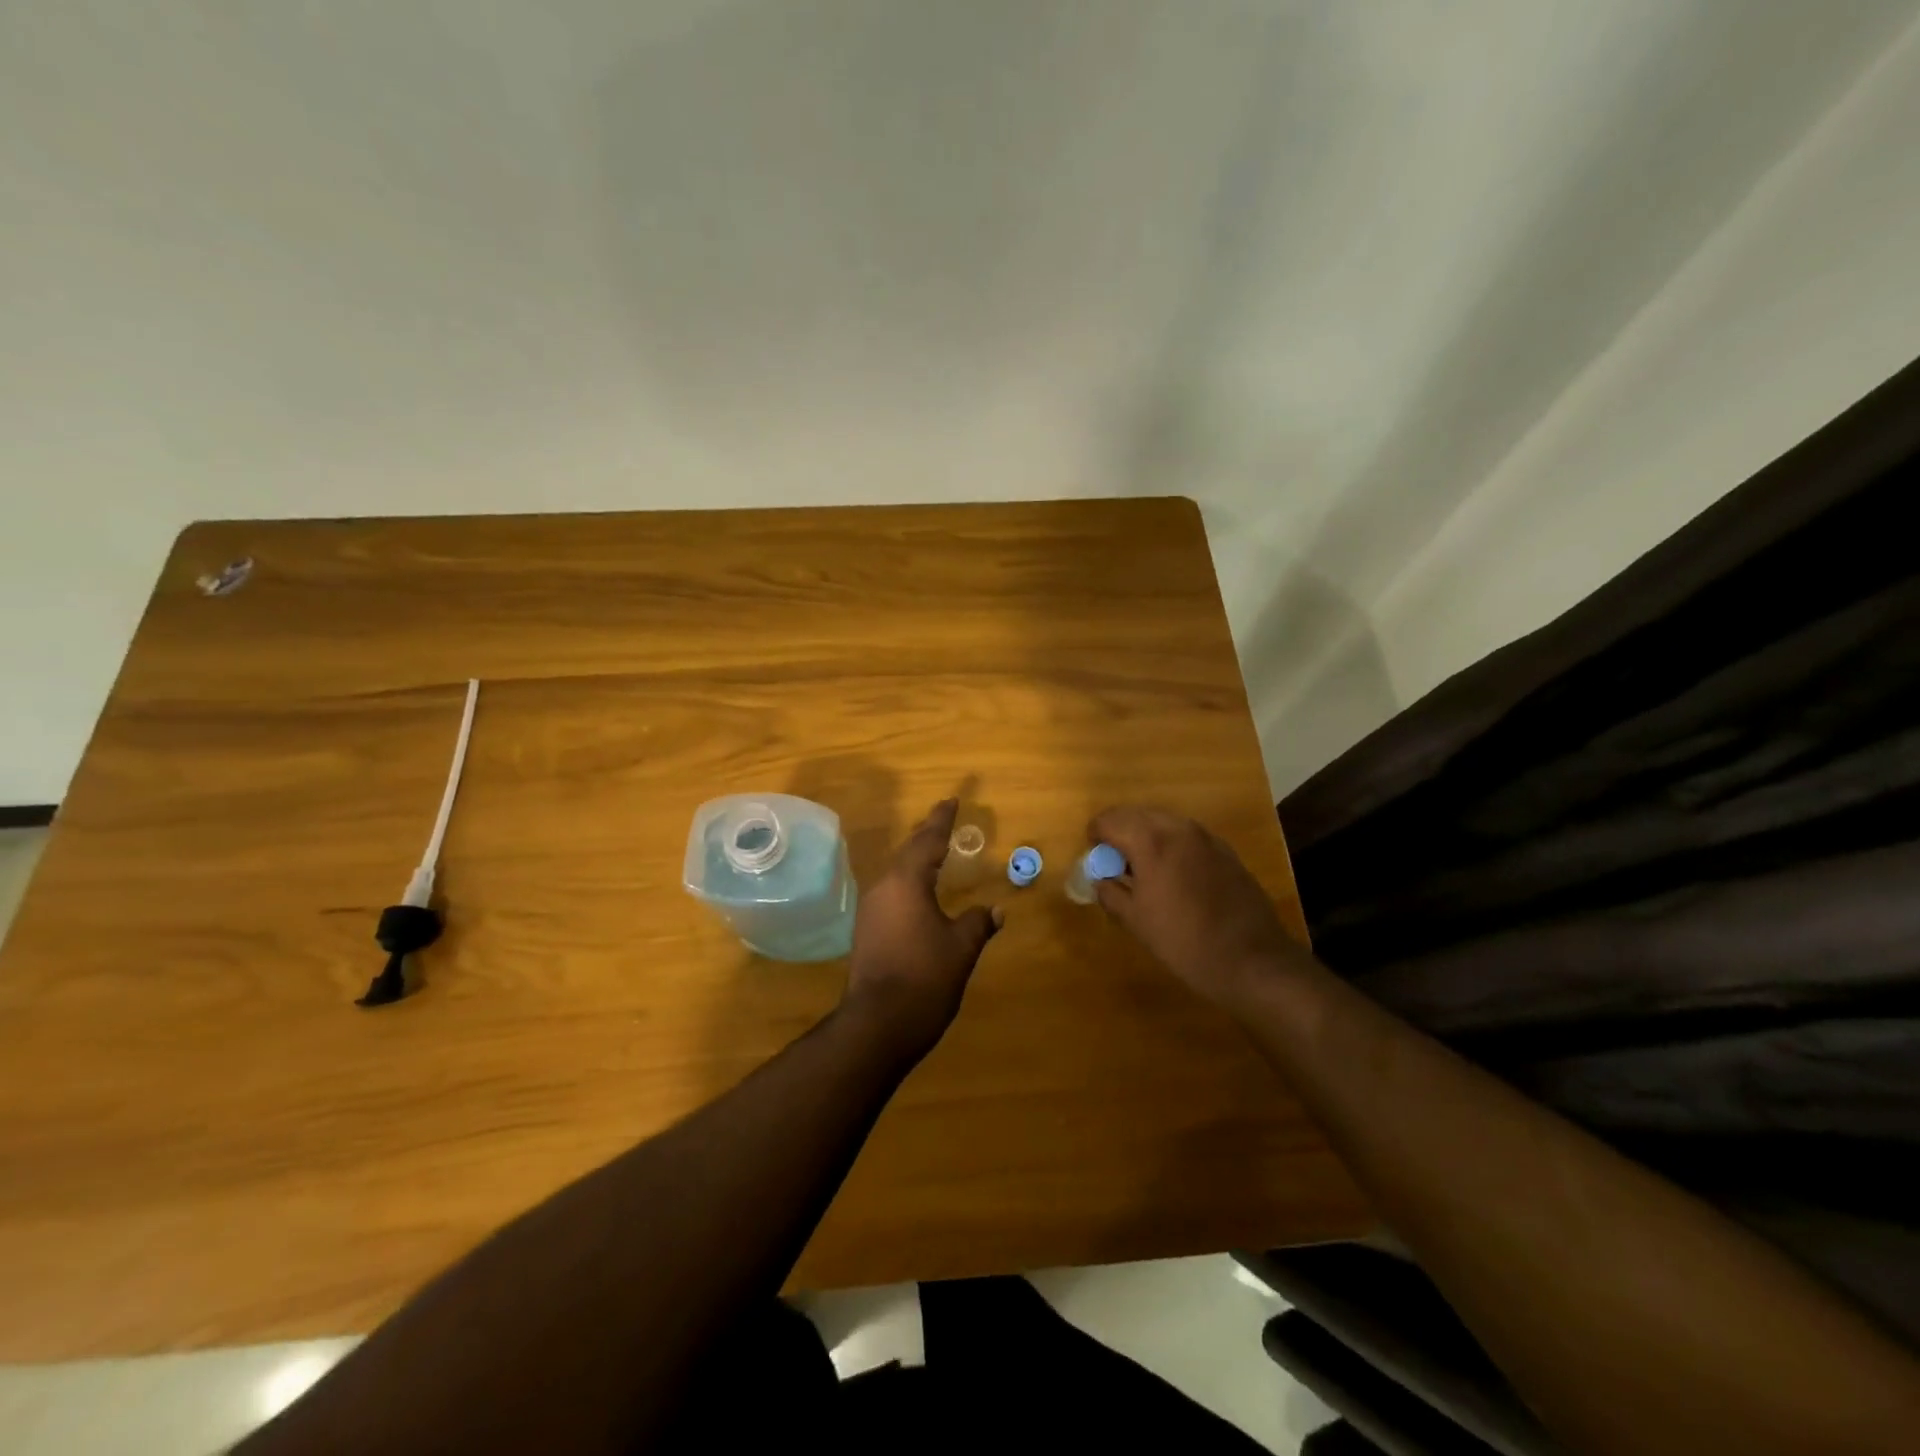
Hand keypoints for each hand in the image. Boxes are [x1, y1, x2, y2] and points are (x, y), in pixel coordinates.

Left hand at [843, 799, 1002, 1058]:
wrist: (878, 1024)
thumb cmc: (925, 978)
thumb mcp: (961, 948)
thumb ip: (979, 923)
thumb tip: (996, 911)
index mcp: (906, 882)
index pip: (928, 840)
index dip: (942, 820)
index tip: (952, 800)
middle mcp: (884, 888)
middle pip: (908, 852)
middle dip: (927, 836)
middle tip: (943, 821)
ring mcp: (871, 910)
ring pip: (897, 873)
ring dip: (916, 860)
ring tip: (934, 853)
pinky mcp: (867, 931)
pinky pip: (891, 893)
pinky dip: (909, 883)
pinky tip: (919, 893)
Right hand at [1087, 806, 1299, 1006]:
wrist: (1250, 959)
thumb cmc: (1183, 942)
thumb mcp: (1136, 921)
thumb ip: (1110, 893)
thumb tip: (1099, 880)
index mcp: (1150, 842)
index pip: (1109, 821)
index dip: (1095, 835)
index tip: (1094, 856)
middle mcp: (1177, 828)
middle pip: (1136, 814)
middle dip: (1120, 831)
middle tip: (1114, 861)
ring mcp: (1205, 837)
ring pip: (1163, 821)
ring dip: (1145, 835)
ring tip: (1142, 867)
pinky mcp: (1224, 850)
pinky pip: (1186, 834)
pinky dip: (1171, 843)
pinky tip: (1173, 874)